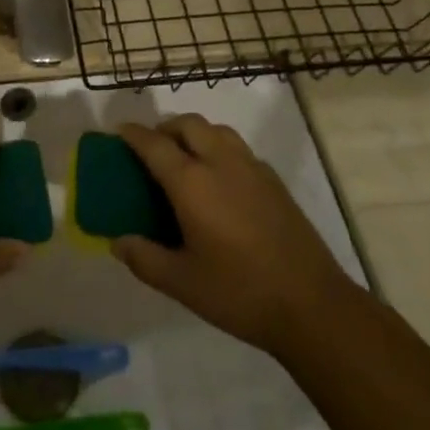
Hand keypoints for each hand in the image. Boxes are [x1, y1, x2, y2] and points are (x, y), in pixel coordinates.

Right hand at [112, 116, 357, 360]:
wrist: (312, 304)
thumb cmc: (239, 292)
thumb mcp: (182, 283)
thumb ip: (144, 258)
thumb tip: (118, 241)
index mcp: (192, 183)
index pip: (154, 144)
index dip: (133, 134)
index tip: (118, 132)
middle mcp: (220, 163)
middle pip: (188, 124)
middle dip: (165, 128)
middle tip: (151, 148)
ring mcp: (252, 168)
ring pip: (217, 131)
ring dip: (194, 134)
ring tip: (184, 159)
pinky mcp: (274, 181)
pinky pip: (238, 148)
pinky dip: (219, 149)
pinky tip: (220, 182)